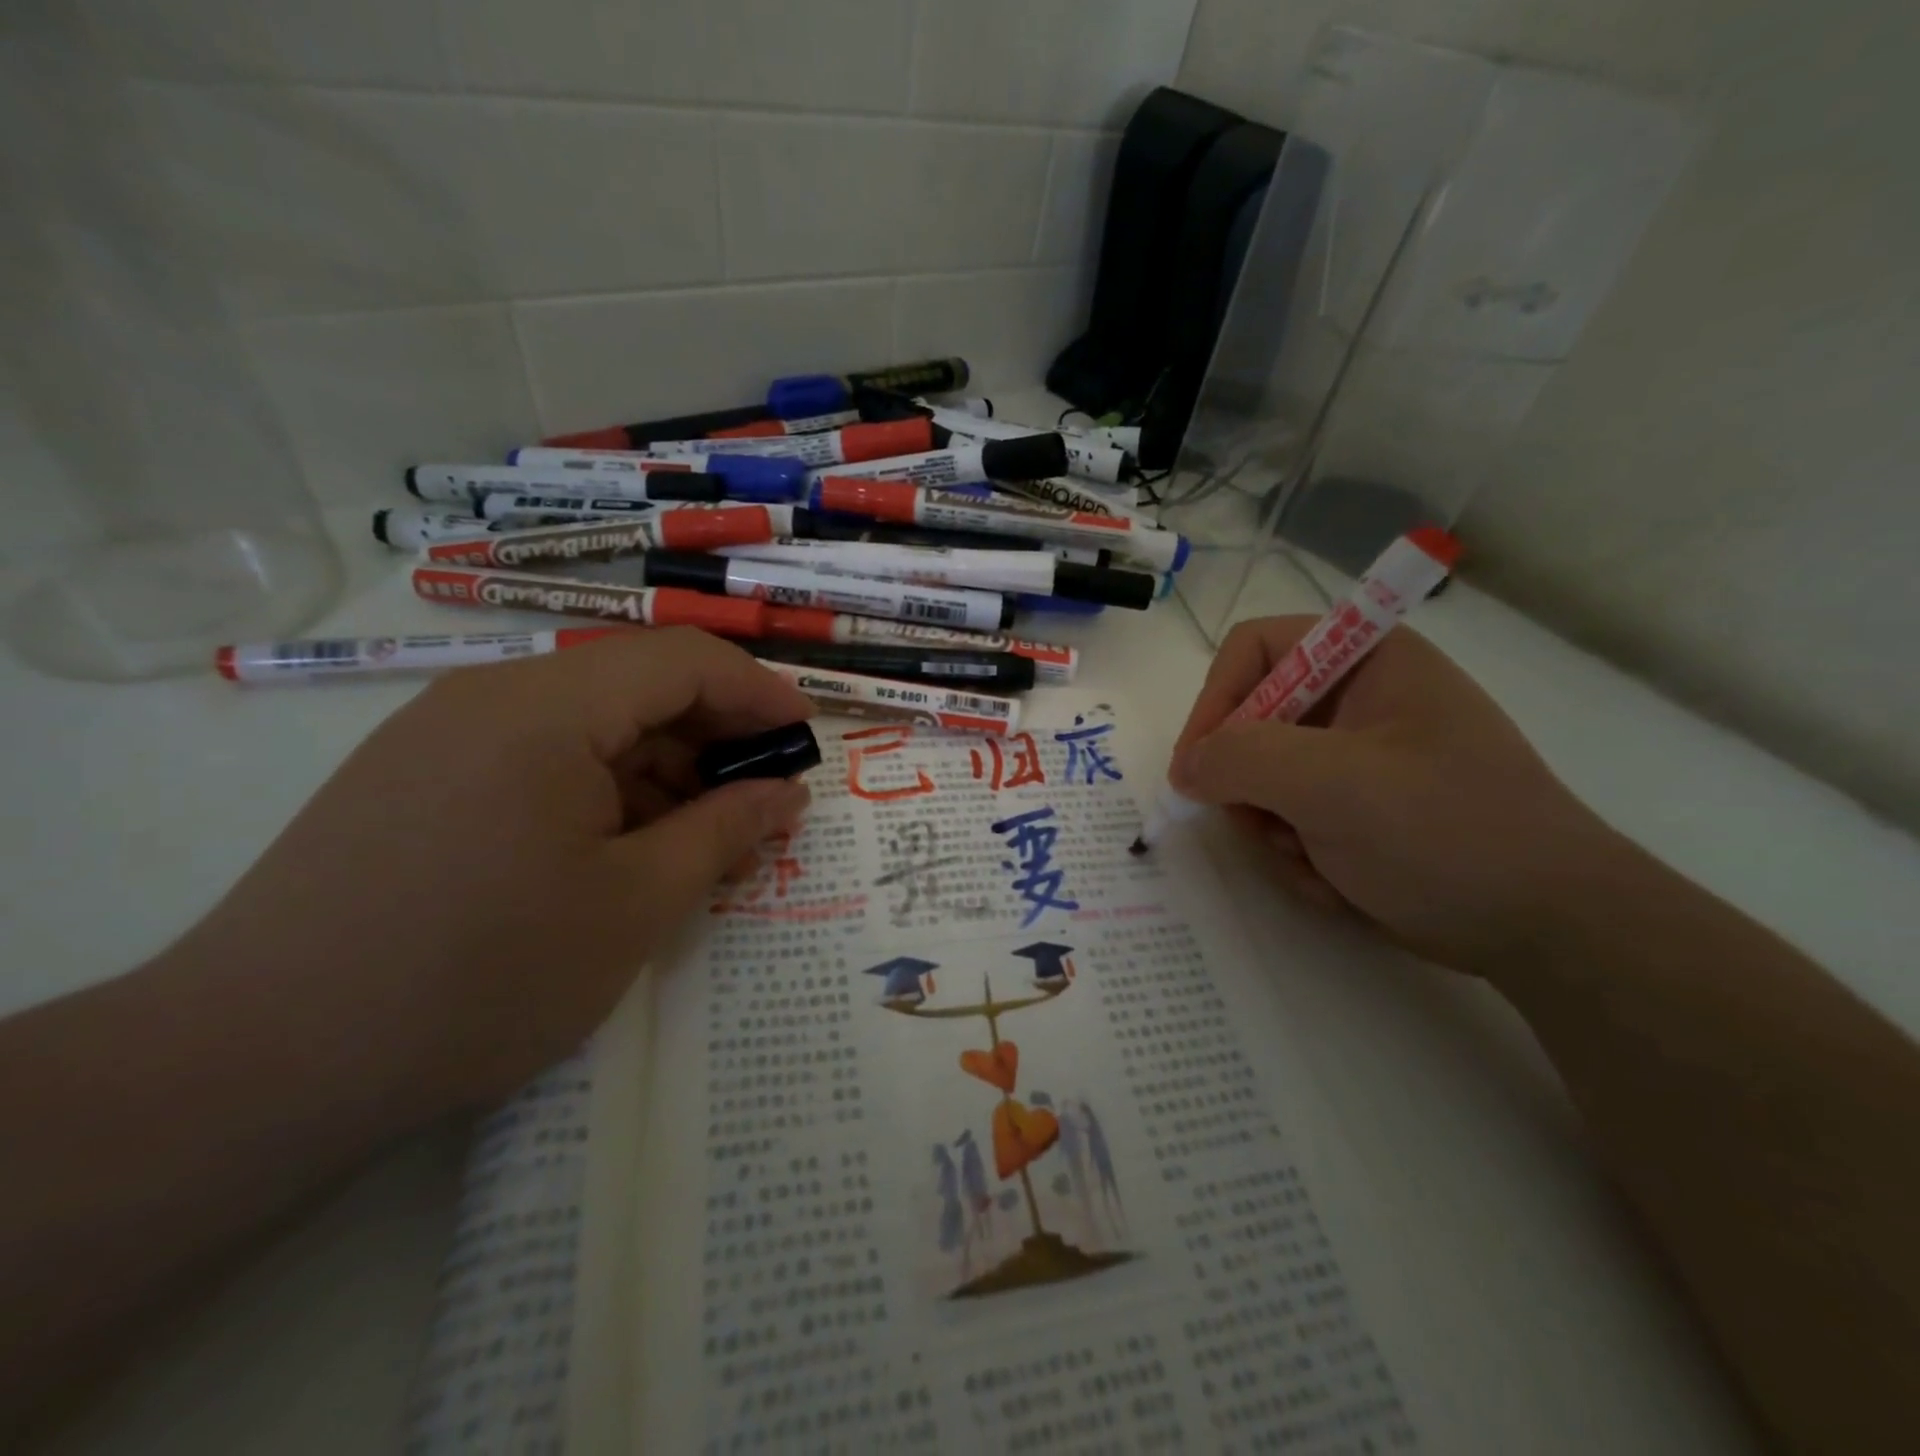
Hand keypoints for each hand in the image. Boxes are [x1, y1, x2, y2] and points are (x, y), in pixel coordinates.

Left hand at [177, 628, 813, 1114]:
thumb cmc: (479, 977)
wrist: (256, 1068)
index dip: (757, 692)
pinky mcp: (418, 780)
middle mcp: (490, 698)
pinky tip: (623, 852)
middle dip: (712, 738)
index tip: (806, 739)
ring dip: (659, 771)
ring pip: (587, 726)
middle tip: (761, 803)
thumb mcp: (635, 905)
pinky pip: (539, 759)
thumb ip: (725, 832)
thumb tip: (788, 792)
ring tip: (700, 842)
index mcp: (545, 708)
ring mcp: (443, 737)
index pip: (681, 660)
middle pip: (634, 686)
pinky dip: (602, 791)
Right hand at [1170, 615, 1619, 971]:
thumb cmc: (1445, 831)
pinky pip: (1289, 817)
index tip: (1198, 766)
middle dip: (1248, 782)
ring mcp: (1358, 757)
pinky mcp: (1359, 808)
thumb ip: (1240, 758)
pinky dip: (1298, 853)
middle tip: (1263, 824)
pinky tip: (1336, 880)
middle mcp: (1359, 699)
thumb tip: (1185, 769)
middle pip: (1251, 719)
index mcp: (1367, 659)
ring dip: (1272, 827)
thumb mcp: (1333, 784)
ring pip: (1262, 778)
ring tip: (1313, 860)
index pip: (1255, 648)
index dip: (1216, 700)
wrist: (1546, 928)